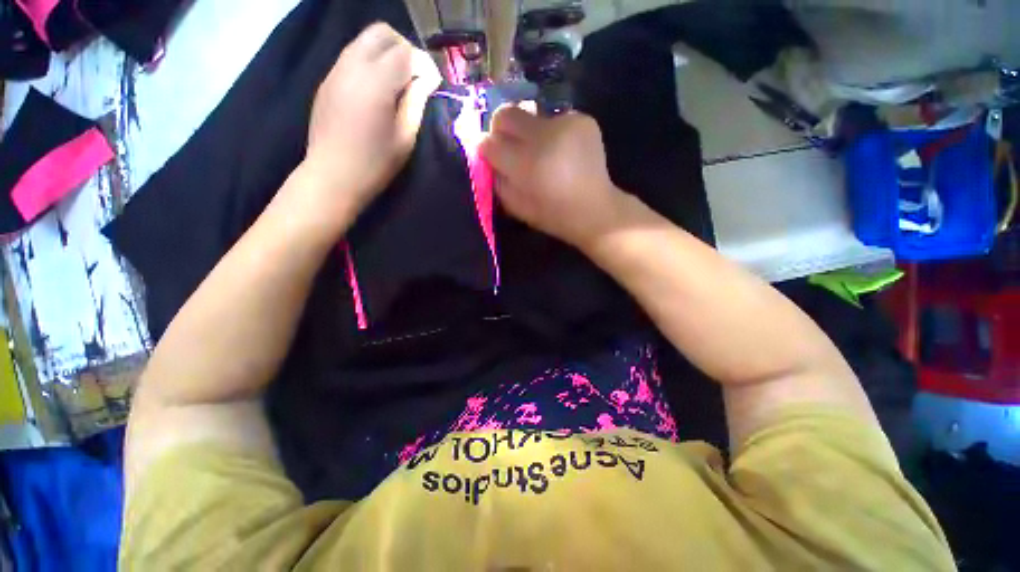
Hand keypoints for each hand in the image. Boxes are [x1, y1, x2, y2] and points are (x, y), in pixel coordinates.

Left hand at [304, 23, 440, 212]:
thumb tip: (425, 80)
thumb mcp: (405, 137)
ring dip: (386, 53)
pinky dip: (370, 63)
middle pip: (381, 33)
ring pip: (364, 41)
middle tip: (416, 76)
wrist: (333, 176)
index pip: (405, 52)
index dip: (424, 64)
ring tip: (399, 83)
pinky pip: (352, 57)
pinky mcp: (328, 81)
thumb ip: (416, 102)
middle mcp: (352, 66)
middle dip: (405, 48)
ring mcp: (336, 71)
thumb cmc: (375, 163)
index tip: (434, 84)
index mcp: (375, 83)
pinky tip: (378, 89)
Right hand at [479, 106, 624, 248]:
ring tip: (543, 154)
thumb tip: (487, 155)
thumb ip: (497, 179)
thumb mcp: (516, 207)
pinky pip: (553, 119)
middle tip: (511, 148)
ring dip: (529, 132)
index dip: (487, 149)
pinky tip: (562, 152)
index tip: (492, 157)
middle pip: (506, 114)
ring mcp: (566, 124)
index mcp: (527, 164)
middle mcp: (544, 136)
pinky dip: (552, 133)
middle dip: (501, 130)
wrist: (594, 210)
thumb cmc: (552, 215)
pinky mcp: (582, 119)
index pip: (490, 143)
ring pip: (530, 114)